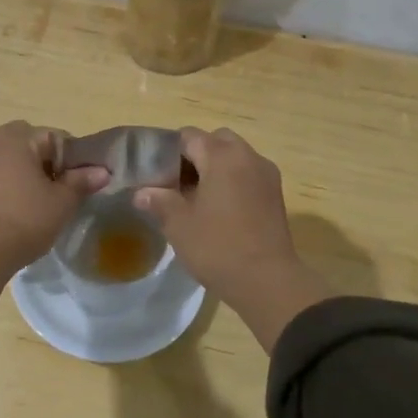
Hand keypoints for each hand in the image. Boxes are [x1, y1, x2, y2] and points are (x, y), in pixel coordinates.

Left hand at [0, 123, 108, 341]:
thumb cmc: (24, 221)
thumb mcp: (61, 203)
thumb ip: (82, 181)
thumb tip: (102, 171)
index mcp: (17, 137)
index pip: (56, 138)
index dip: (73, 160)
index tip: (78, 184)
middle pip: (30, 144)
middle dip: (46, 163)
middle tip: (57, 192)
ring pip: (8, 157)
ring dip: (23, 171)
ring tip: (34, 202)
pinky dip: (4, 182)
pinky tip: (11, 207)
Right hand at [135, 128, 331, 350]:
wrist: (267, 281)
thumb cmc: (218, 247)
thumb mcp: (178, 224)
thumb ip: (158, 201)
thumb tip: (141, 192)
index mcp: (222, 156)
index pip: (189, 136)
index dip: (168, 151)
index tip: (156, 174)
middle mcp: (248, 156)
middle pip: (216, 141)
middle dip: (195, 156)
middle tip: (177, 184)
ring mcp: (266, 175)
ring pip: (235, 157)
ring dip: (215, 169)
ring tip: (196, 199)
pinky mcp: (275, 195)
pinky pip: (248, 174)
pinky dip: (232, 182)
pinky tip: (218, 210)